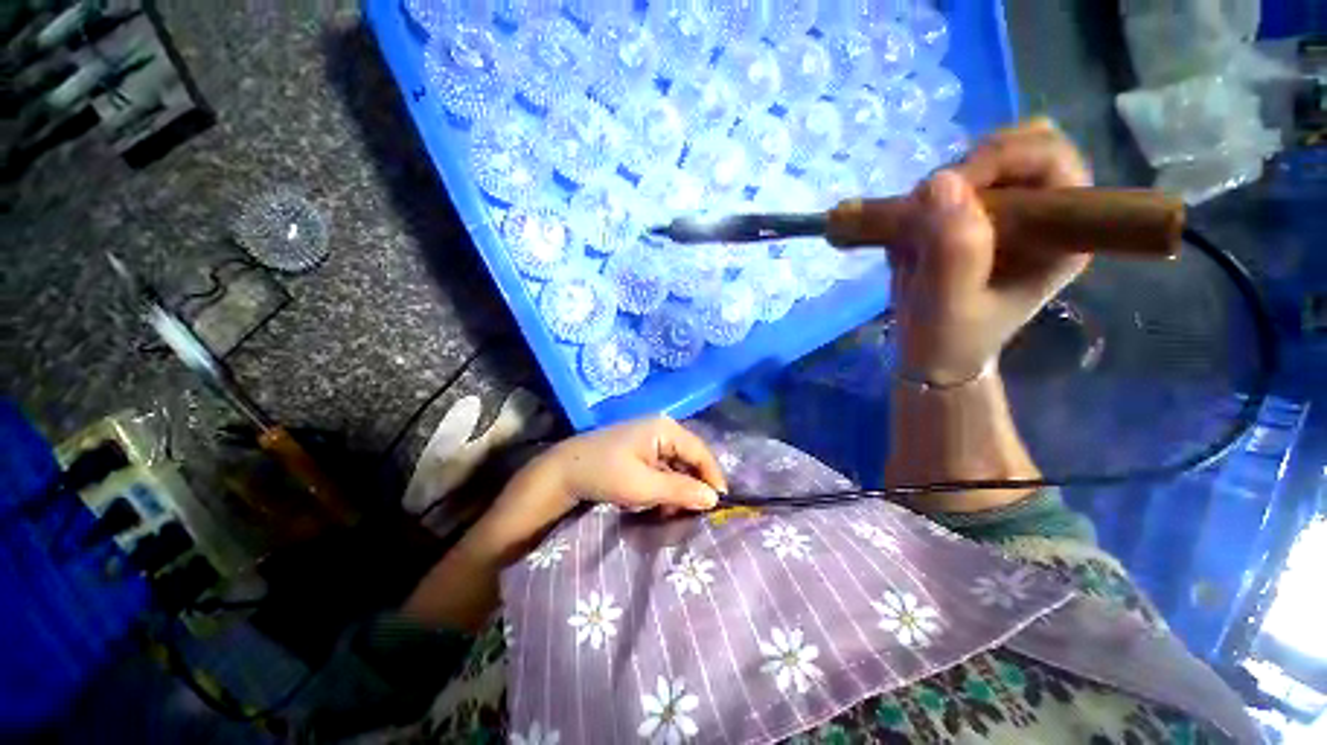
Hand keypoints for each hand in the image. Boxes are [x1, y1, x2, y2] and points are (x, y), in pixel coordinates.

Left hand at [465, 416, 726, 565]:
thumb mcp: (644, 486)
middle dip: (692, 486)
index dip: (713, 477)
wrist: (563, 471)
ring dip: (678, 489)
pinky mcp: (641, 450)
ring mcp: (650, 438)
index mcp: (666, 429)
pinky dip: (665, 487)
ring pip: (677, 466)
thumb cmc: (604, 473)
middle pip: (690, 458)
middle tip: (693, 513)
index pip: (700, 451)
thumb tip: (714, 499)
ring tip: (671, 512)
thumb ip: (681, 490)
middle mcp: (662, 429)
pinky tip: (658, 504)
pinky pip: (663, 468)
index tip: (720, 505)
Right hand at [889, 118, 1092, 384]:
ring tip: (913, 231)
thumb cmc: (949, 340)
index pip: (1052, 160)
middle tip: (927, 206)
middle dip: (969, 167)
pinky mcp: (971, 218)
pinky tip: (908, 237)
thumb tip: (940, 183)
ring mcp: (1005, 214)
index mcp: (1060, 235)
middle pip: (1021, 146)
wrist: (932, 357)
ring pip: (980, 160)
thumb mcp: (950, 305)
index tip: (947, 189)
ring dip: (939, 187)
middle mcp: (1040, 215)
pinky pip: (947, 186)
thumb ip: (952, 252)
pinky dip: (921, 203)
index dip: (1002, 158)